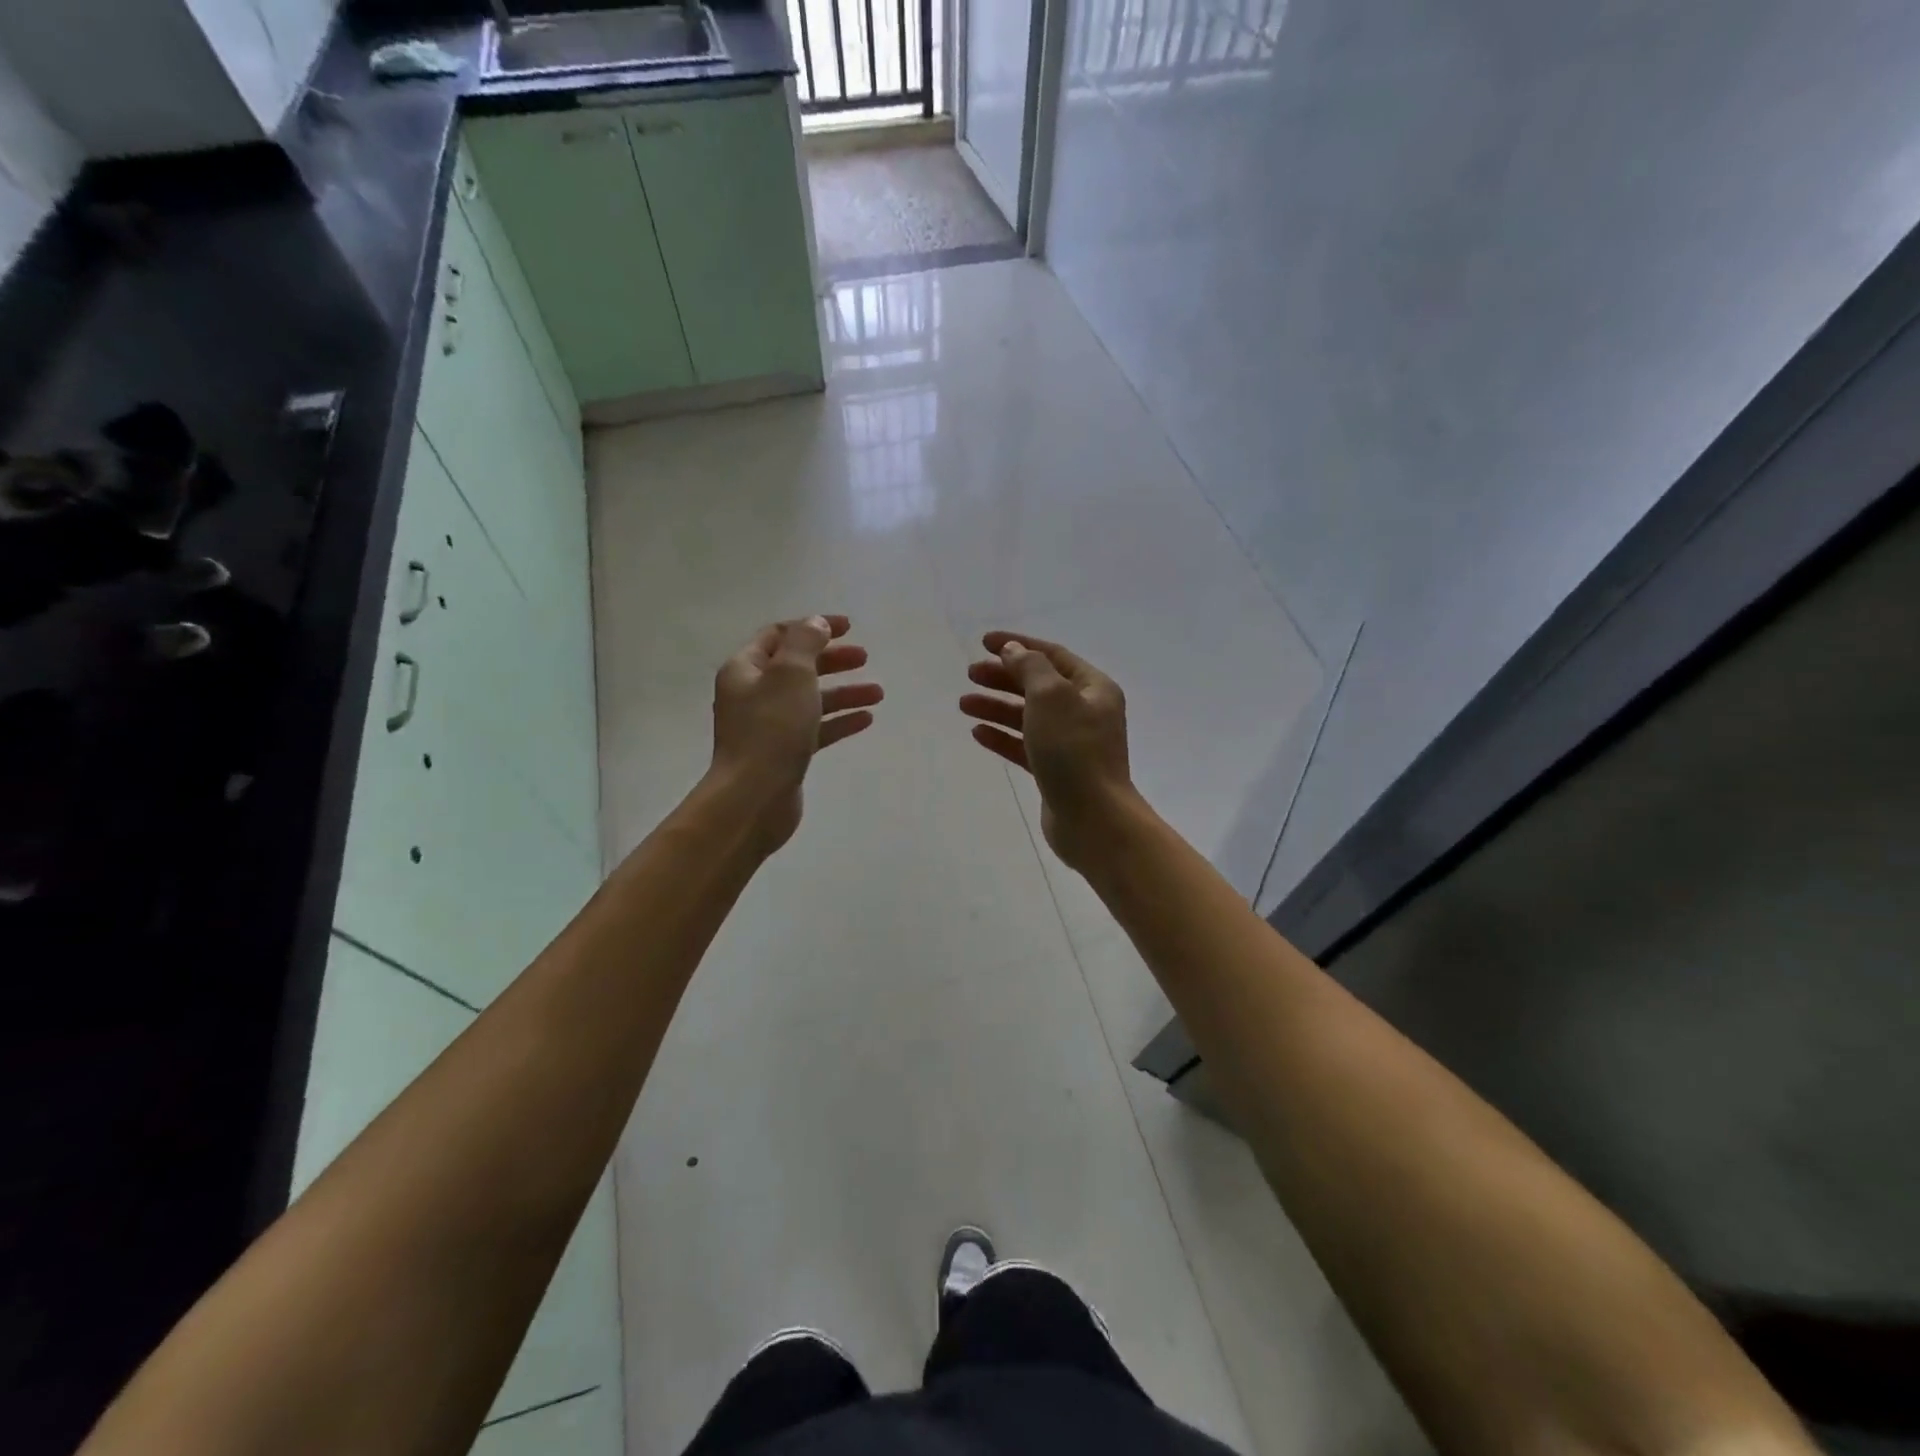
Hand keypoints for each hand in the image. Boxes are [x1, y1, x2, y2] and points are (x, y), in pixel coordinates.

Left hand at [710, 614, 881, 853]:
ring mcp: (768, 726)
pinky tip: (866, 719)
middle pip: (797, 667)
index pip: (780, 635)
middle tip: (865, 658)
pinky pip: (815, 728)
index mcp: (746, 669)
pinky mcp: (784, 753)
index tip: (849, 628)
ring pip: (810, 699)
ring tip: (878, 693)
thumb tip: (815, 623)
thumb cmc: (772, 729)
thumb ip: (806, 642)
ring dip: (843, 692)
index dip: (814, 626)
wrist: (754, 798)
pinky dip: (839, 721)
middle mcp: (753, 694)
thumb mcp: (791, 674)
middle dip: (832, 660)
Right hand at [959, 631, 1138, 871]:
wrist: (1093, 819)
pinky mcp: (1057, 771)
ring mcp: (1071, 743)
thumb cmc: (1073, 750)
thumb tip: (1013, 651)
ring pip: (1028, 716)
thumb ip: (1030, 667)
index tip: (983, 642)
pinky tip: (978, 733)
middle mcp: (1086, 712)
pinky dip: (1002, 736)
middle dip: (1003, 677)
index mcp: (1094, 688)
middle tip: (970, 674)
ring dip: (997, 707)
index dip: (1018, 645)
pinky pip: (1025, 745)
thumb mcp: (1051, 697)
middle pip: (1038, 685)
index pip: (1052, 655)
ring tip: (964, 704)